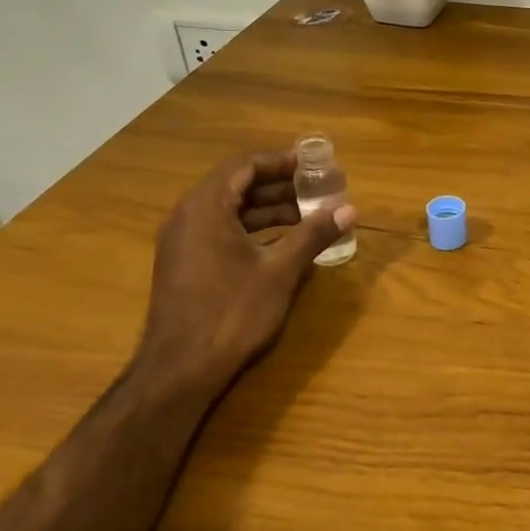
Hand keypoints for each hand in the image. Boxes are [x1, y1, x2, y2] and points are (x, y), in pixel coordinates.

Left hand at [133, 152, 355, 398]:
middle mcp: (188, 215)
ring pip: (230, 209)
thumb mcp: (280, 271)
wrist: (180, 369)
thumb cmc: (232, 312)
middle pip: (237, 184)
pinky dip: (253, 229)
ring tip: (309, 216)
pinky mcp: (186, 263)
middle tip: (317, 190)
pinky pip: (221, 230)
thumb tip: (348, 210)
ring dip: (268, 208)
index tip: (313, 166)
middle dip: (279, 186)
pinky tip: (283, 243)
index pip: (245, 165)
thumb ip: (313, 234)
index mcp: (207, 207)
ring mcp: (183, 240)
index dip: (281, 161)